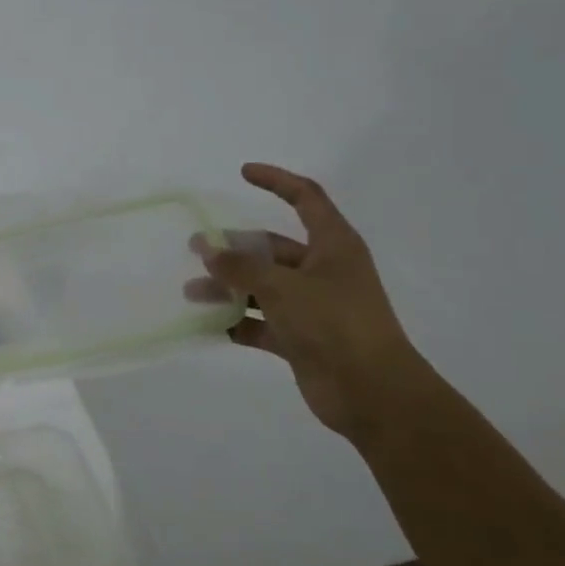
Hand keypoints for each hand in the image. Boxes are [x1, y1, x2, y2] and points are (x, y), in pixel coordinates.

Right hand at [185, 164, 421, 437]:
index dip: (276, 181)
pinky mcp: (301, 338)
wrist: (373, 393)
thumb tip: (209, 250)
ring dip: (228, 287)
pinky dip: (237, 321)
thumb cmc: (335, 324)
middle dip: (233, 247)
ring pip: (261, 286)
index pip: (305, 198)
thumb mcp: (283, 287)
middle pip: (271, 248)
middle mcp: (323, 271)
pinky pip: (261, 322)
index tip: (243, 172)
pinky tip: (209, 324)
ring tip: (191, 292)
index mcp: (333, 246)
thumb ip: (241, 267)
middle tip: (195, 248)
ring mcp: (312, 306)